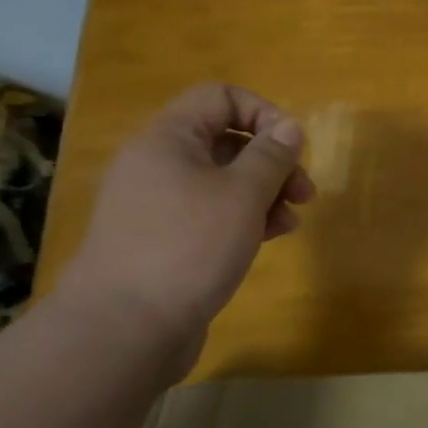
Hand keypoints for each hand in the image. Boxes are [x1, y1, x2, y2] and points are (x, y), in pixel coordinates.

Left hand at [61, 83, 314, 344]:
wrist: (124, 329)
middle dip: (272, 161)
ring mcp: (157, 204)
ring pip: (222, 180)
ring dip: (264, 192)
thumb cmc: (189, 247)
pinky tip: (269, 238)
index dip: (263, 113)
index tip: (292, 147)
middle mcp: (157, 164)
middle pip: (225, 140)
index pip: (220, 97)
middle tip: (304, 191)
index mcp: (168, 139)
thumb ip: (271, 156)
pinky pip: (210, 212)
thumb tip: (289, 127)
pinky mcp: (163, 240)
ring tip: (292, 221)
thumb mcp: (242, 195)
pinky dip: (243, 217)